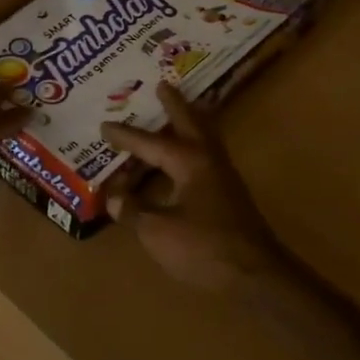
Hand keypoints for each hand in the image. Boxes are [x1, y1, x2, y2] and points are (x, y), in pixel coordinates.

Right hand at [102, 84, 288, 291]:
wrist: (255, 275)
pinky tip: (185, 158)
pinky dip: (194, 145)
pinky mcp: (229, 194)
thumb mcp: (157, 231)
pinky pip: (207, 156)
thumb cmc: (204, 247)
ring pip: (204, 137)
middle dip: (175, 104)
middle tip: (163, 84)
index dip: (125, 136)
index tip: (104, 125)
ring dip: (190, 121)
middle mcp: (208, 160)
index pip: (149, 143)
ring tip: (178, 109)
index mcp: (189, 161)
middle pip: (190, 122)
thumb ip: (134, 210)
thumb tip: (114, 196)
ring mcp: (223, 176)